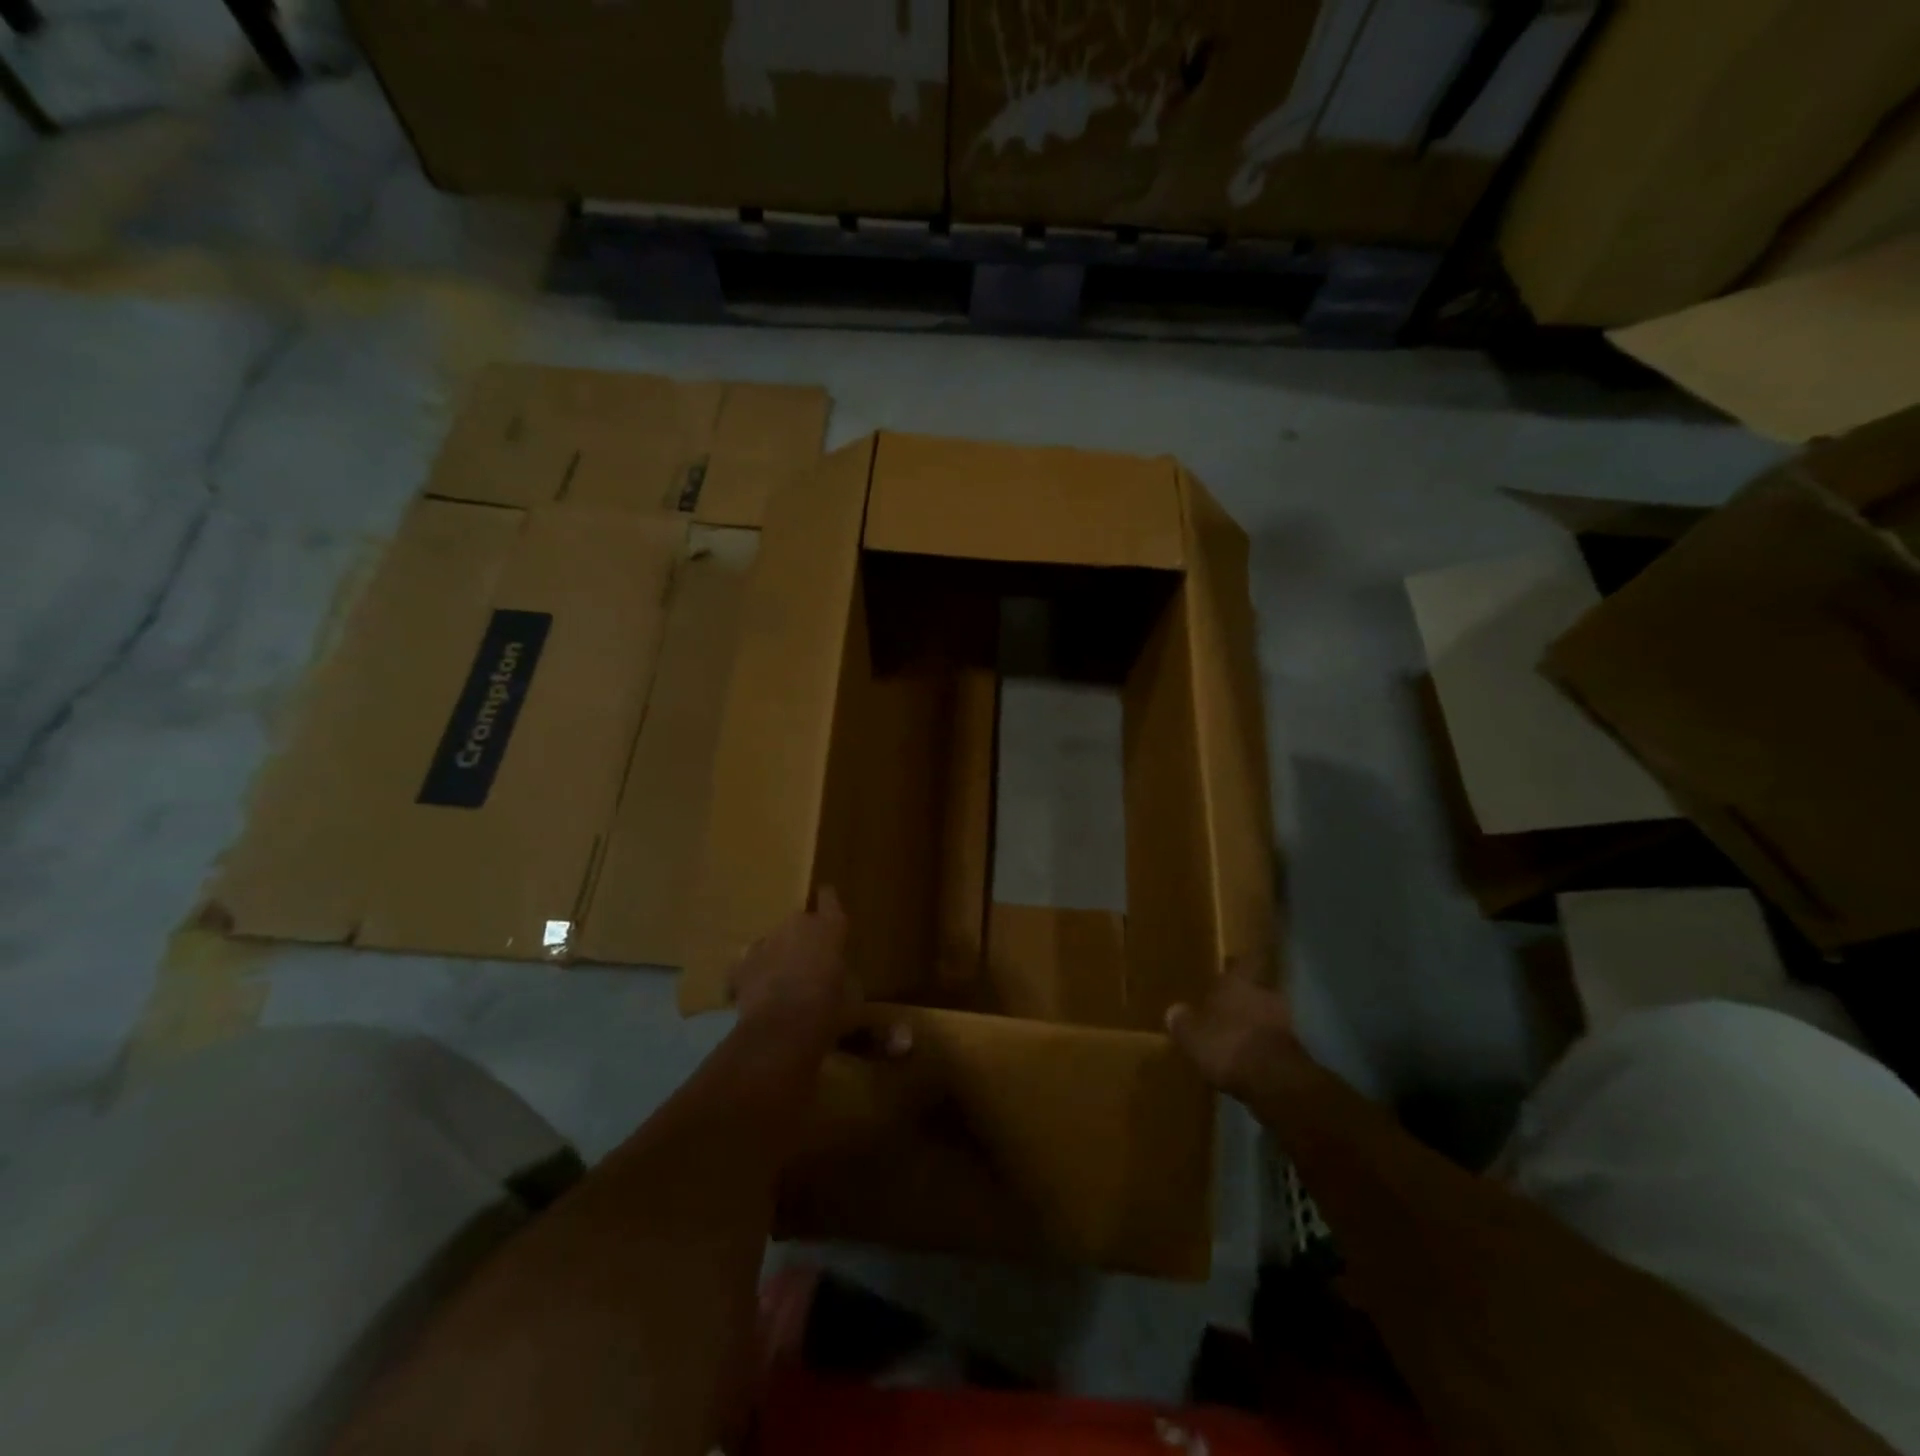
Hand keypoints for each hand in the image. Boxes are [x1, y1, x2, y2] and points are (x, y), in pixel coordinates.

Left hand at [730, 887, 849, 1042]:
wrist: (781, 1030)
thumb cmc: (828, 1009)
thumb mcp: (851, 994)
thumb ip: (843, 974)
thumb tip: (837, 976)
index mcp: (829, 928)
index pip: (829, 898)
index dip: (828, 902)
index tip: (826, 905)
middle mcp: (797, 925)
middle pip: (800, 922)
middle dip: (803, 938)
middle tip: (808, 964)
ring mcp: (765, 942)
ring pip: (773, 942)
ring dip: (778, 956)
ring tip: (781, 984)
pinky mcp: (741, 965)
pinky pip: (749, 966)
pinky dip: (753, 976)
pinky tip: (757, 996)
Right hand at [1165, 955, 1298, 1097]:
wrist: (1275, 1080)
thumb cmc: (1227, 1044)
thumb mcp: (1191, 1036)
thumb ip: (1182, 1022)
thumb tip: (1174, 1011)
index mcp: (1237, 982)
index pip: (1242, 961)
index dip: (1238, 964)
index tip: (1231, 965)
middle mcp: (1263, 993)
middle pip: (1255, 987)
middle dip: (1243, 996)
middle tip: (1227, 1005)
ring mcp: (1283, 1020)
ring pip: (1266, 1013)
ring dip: (1255, 1021)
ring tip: (1238, 1034)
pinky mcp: (1295, 1048)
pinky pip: (1273, 1038)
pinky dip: (1263, 1044)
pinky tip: (1250, 1056)